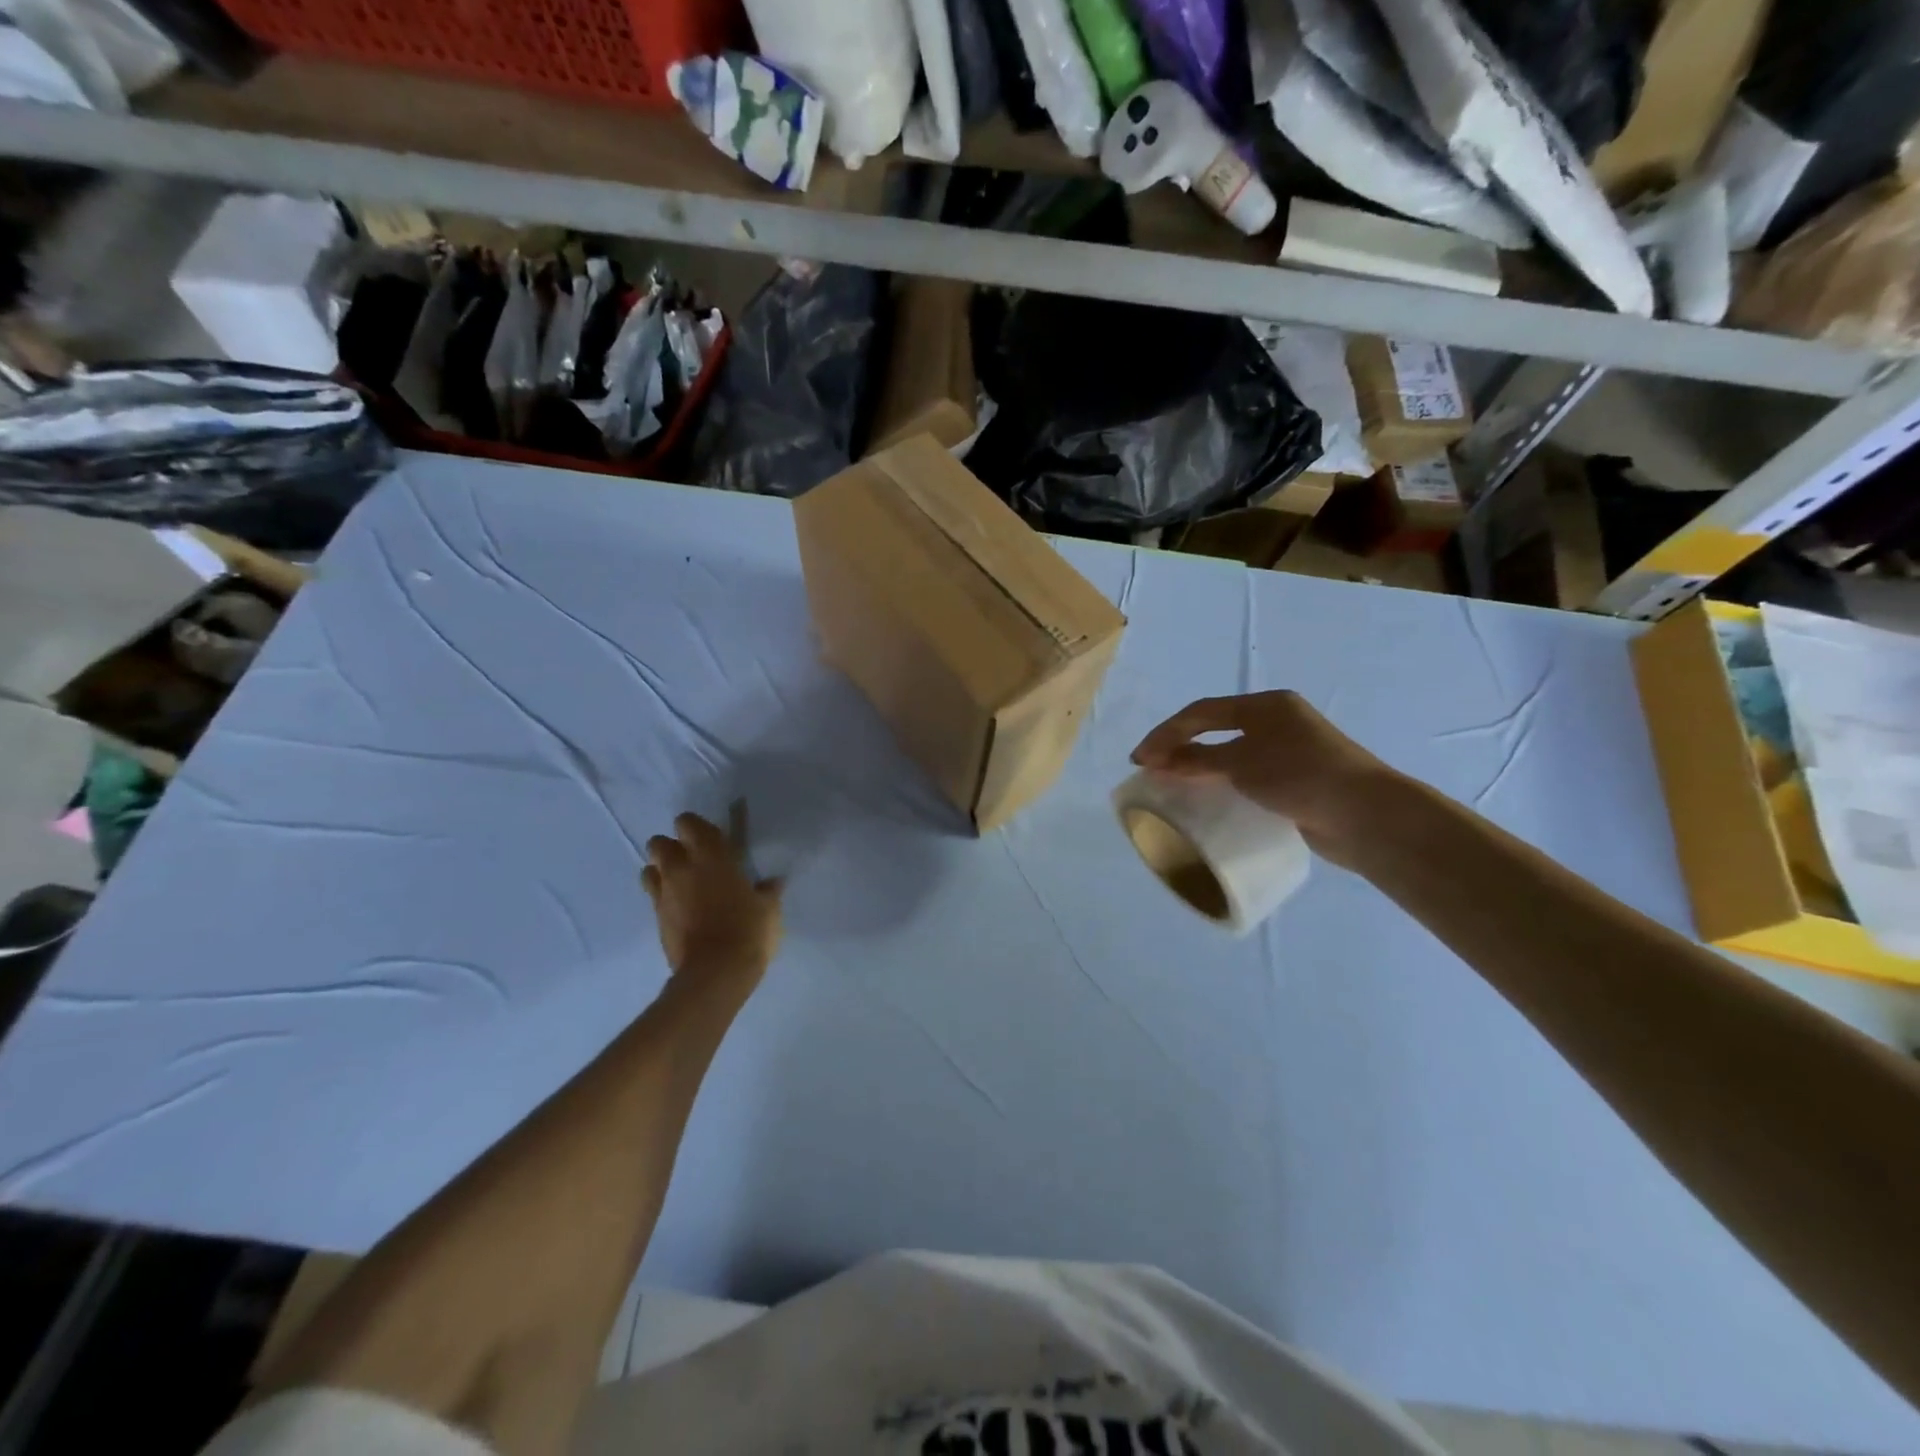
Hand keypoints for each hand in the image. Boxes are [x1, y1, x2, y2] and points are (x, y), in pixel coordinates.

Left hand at [642, 812, 782, 985]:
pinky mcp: (656, 918)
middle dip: (672, 847)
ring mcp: (664, 894)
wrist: (716, 972)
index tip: (713, 840)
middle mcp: (681, 868)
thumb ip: (767, 891)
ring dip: (662, 871)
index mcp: (711, 856)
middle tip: (693, 861)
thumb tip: (771, 883)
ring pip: (649, 868)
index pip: (689, 823)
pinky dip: (663, 896)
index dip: (697, 828)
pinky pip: (653, 896)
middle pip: (659, 843)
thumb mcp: (769, 909)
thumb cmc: (748, 930)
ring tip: (682, 884)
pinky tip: (681, 909)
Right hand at [1131, 691, 1398, 866]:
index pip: (1202, 712)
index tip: (1139, 759)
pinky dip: (1224, 784)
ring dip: (1200, 766)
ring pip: (1232, 754)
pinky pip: (1248, 777)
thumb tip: (1158, 760)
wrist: (1366, 816)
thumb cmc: (1300, 776)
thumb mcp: (1242, 764)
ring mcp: (1290, 752)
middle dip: (1180, 746)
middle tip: (1152, 769)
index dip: (1166, 733)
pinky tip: (1210, 799)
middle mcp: (1278, 722)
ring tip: (1173, 785)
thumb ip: (1198, 759)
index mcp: (1267, 705)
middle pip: (1216, 729)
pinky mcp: (1297, 781)